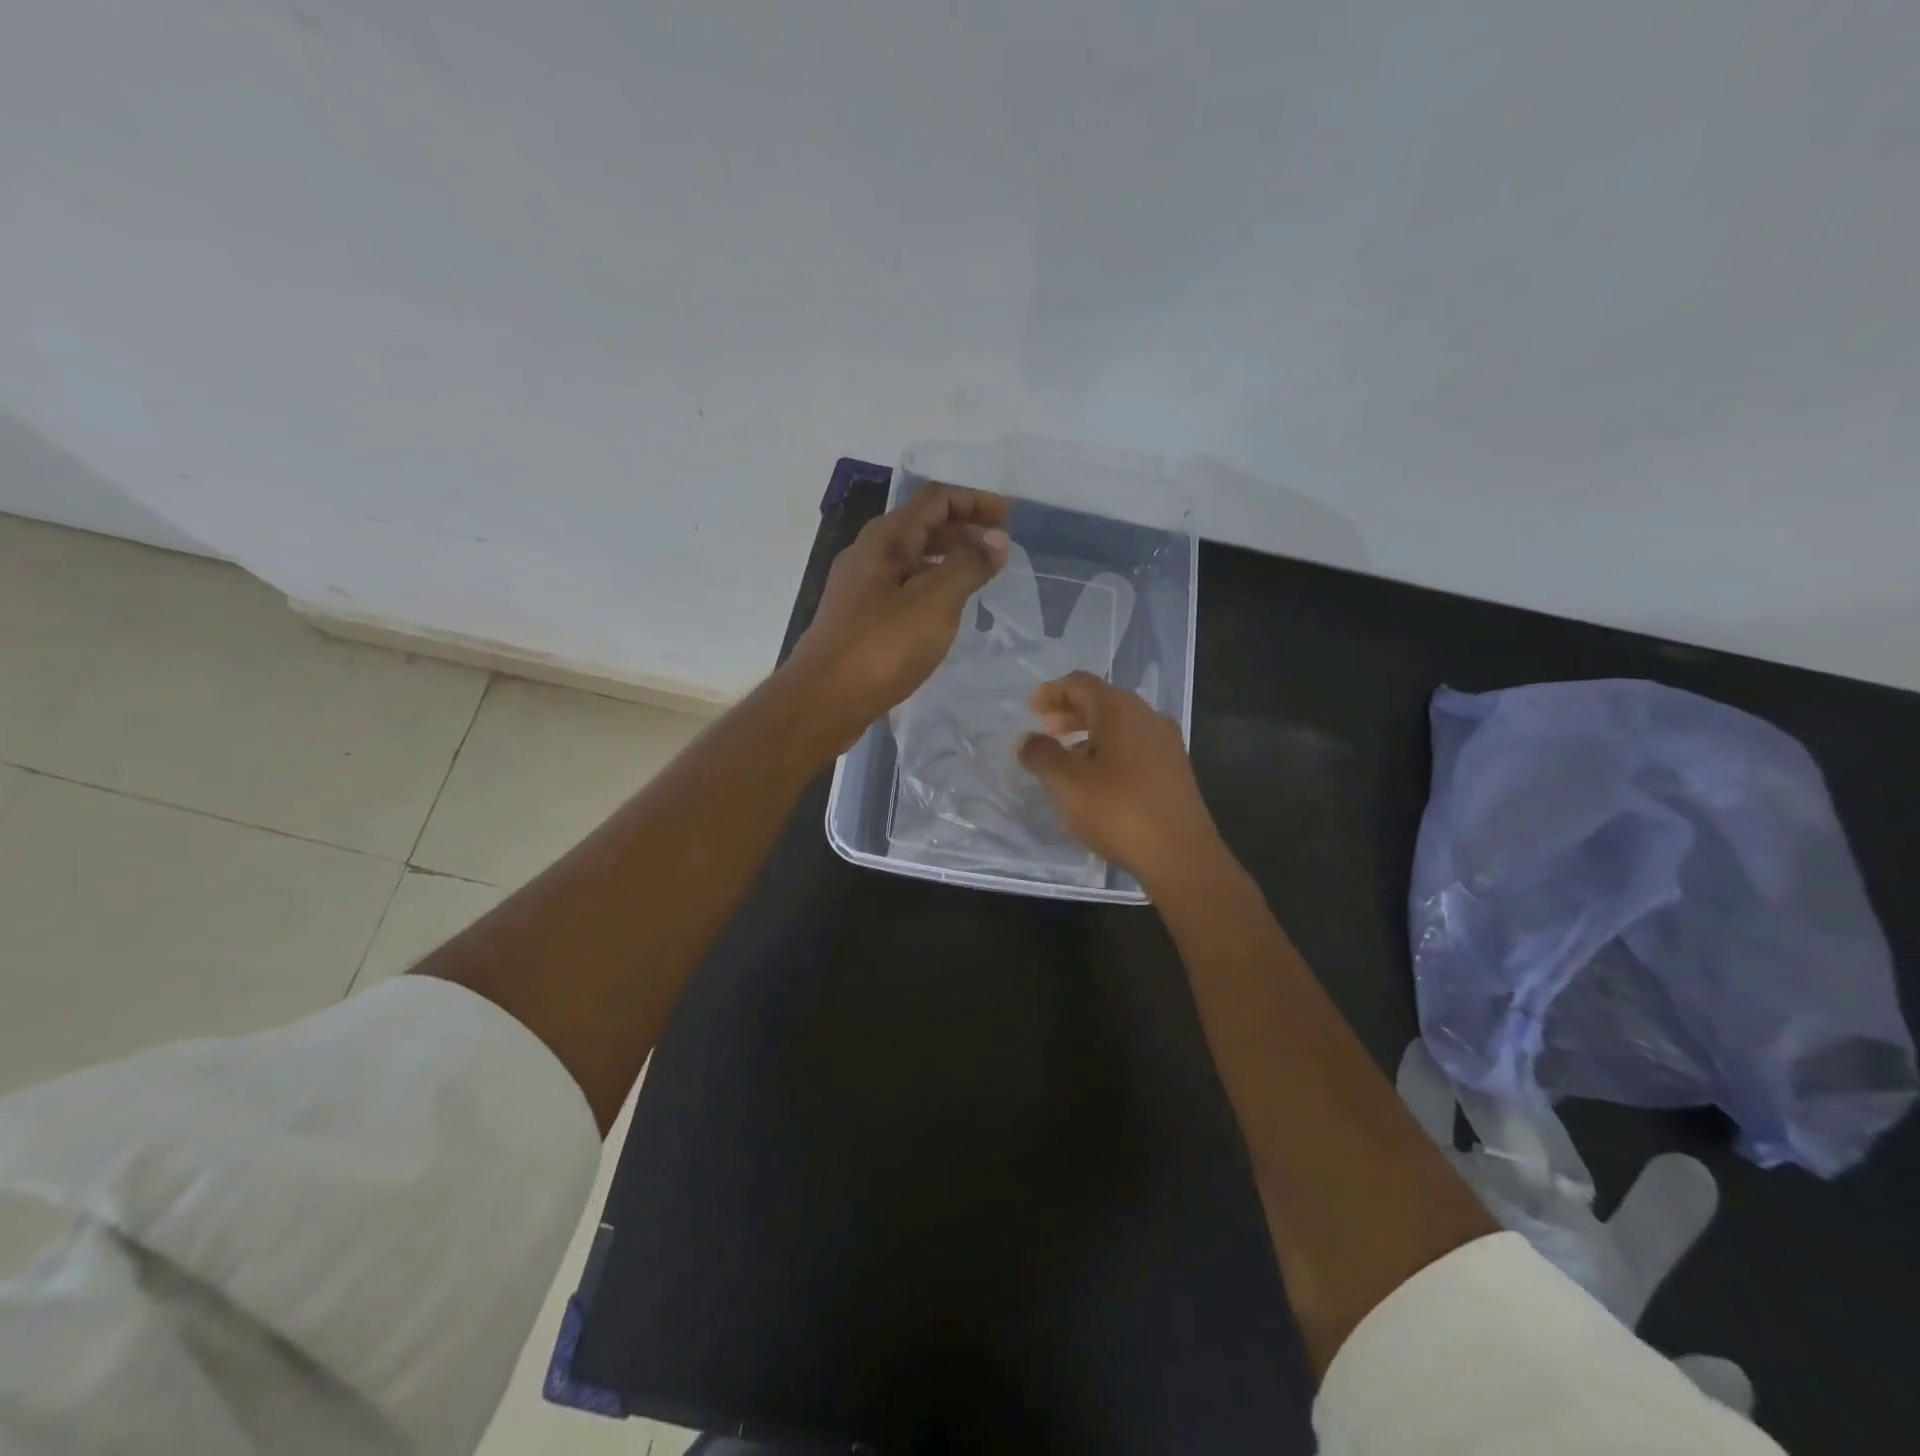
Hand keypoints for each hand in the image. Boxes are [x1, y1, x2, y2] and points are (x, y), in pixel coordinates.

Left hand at [783, 483, 1009, 752]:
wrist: (824, 700)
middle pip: (922, 525)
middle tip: (999, 550)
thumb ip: (968, 566)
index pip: (935, 499)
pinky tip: (945, 611)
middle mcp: (869, 554)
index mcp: (886, 539)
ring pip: (911, 558)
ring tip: (979, 578)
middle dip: (963, 529)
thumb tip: (996, 539)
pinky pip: (902, 587)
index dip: (974, 501)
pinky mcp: (858, 618)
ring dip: (947, 559)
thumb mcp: (935, 603)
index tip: (1009, 519)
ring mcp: (860, 587)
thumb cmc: (882, 648)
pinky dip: (930, 586)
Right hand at [1017, 671, 1223, 884]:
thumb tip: (1027, 740)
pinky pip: (1135, 746)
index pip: (1080, 683)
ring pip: (1120, 725)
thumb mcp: (1067, 783)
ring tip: (1067, 757)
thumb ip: (1042, 755)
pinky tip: (1097, 779)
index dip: (1052, 691)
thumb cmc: (1117, 810)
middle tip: (1046, 730)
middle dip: (1071, 712)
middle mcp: (1147, 717)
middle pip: (1102, 701)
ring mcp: (1166, 743)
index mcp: (1120, 710)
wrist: (1180, 854)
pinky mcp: (1175, 770)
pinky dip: (1109, 750)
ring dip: (1090, 733)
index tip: (1031, 709)